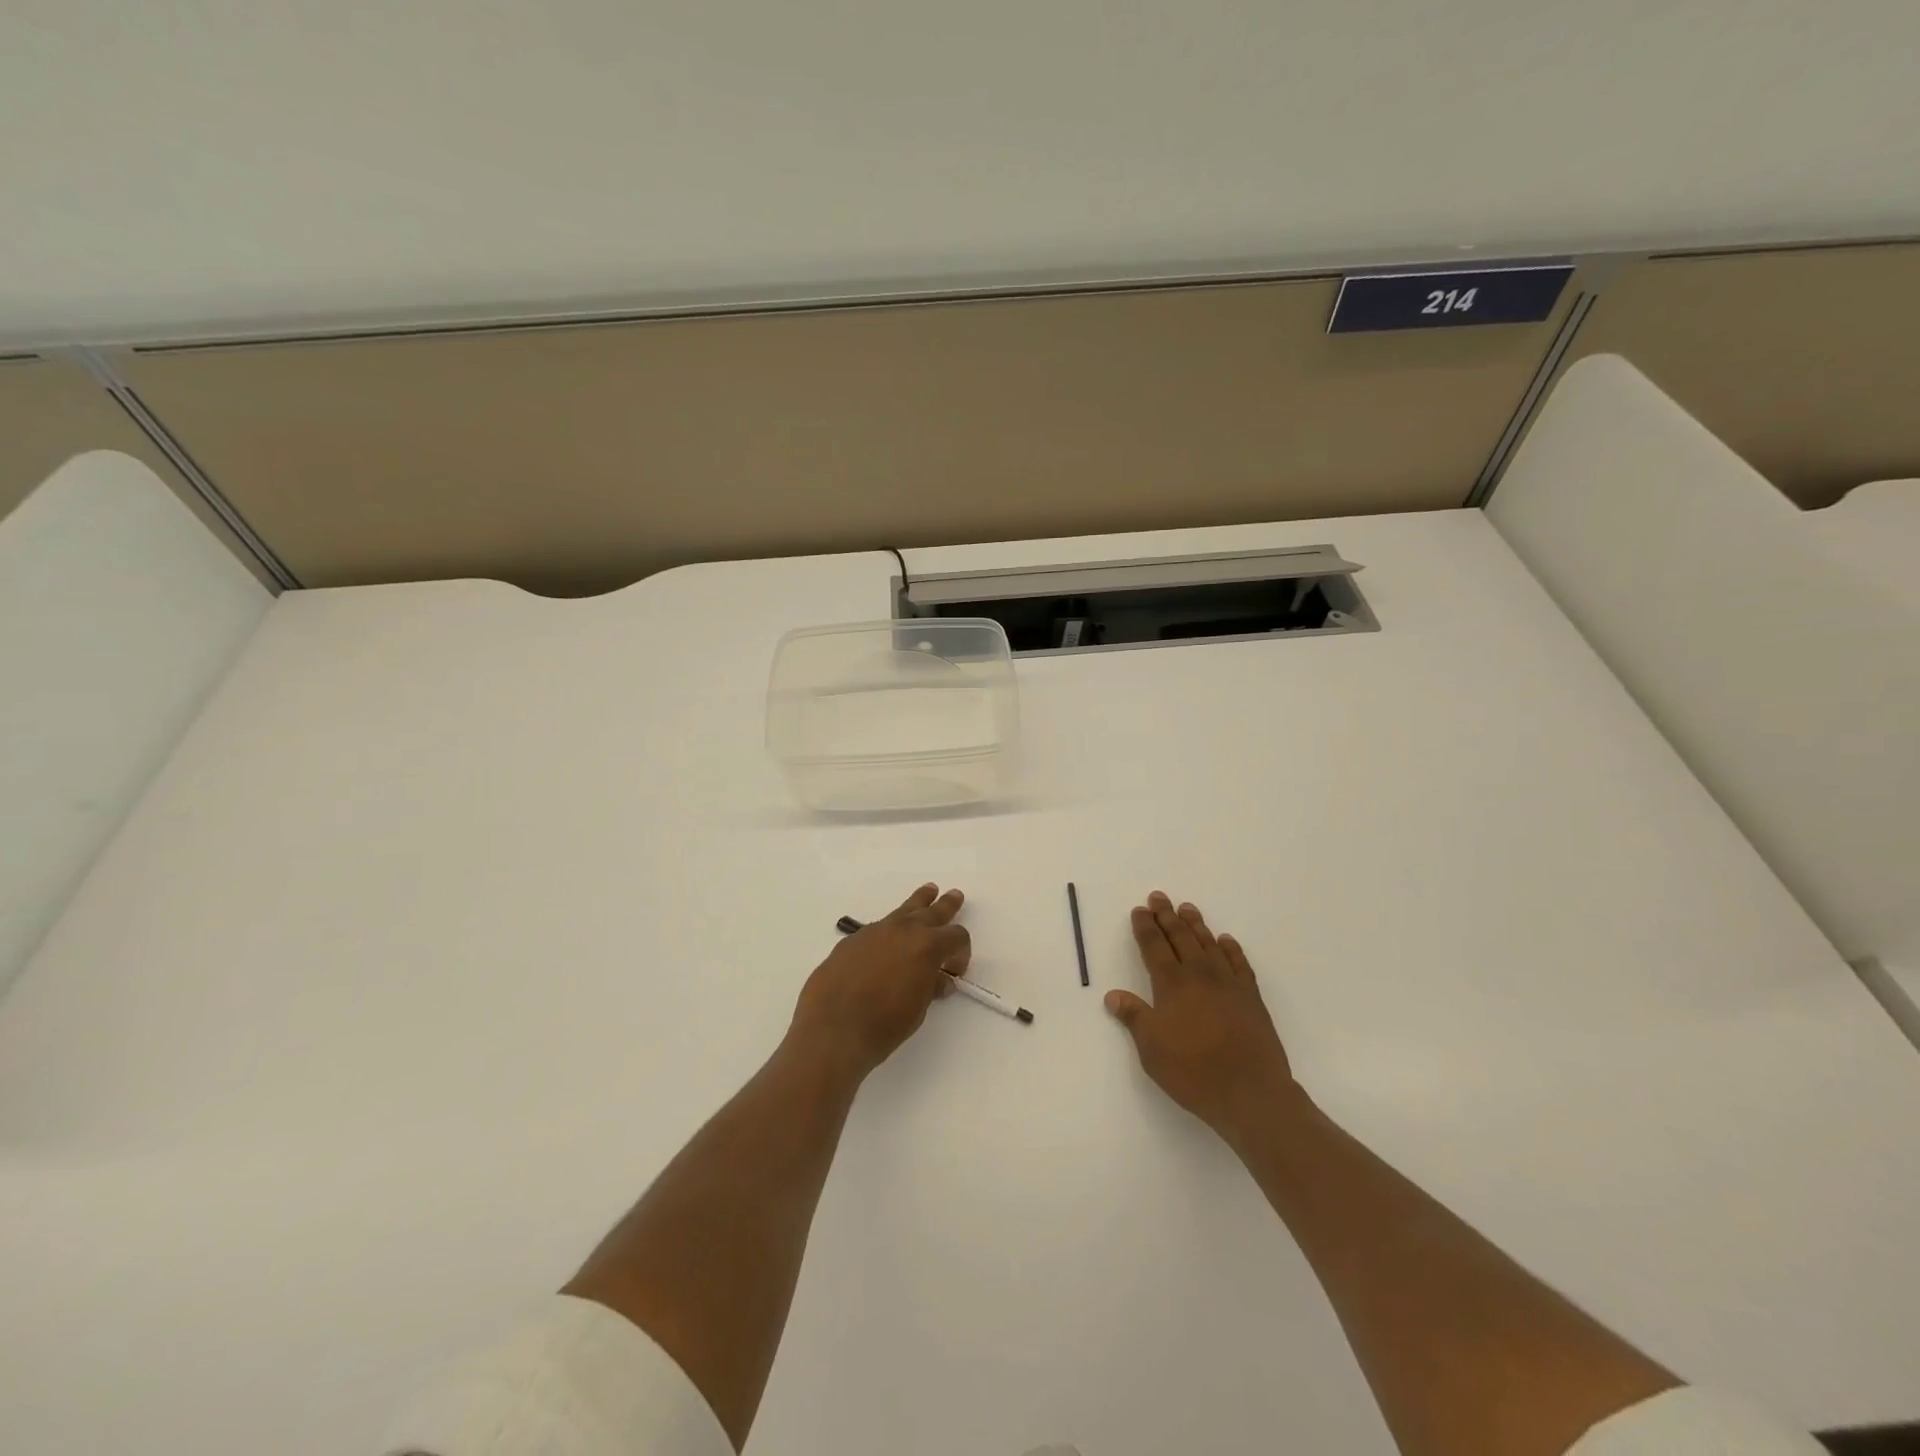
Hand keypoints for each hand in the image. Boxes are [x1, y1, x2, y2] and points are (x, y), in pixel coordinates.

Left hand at [790, 884, 970, 1080]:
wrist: (833, 1029)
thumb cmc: (884, 1024)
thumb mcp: (918, 1009)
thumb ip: (930, 986)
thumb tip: (939, 979)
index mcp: (927, 946)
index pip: (956, 936)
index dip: (961, 951)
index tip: (955, 970)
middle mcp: (903, 930)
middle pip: (932, 910)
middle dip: (946, 905)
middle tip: (955, 895)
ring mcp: (875, 931)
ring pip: (903, 910)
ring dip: (919, 903)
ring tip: (928, 891)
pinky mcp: (852, 940)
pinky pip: (878, 927)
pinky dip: (890, 929)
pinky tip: (887, 941)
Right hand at [1105, 891, 1300, 1143]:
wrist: (1251, 1092)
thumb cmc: (1193, 1071)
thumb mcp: (1152, 1048)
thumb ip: (1134, 1017)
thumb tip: (1113, 995)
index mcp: (1172, 984)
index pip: (1154, 946)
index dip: (1145, 927)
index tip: (1140, 910)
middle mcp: (1199, 975)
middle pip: (1180, 937)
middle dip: (1167, 916)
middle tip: (1159, 897)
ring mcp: (1228, 983)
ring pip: (1208, 944)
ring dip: (1196, 924)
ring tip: (1187, 908)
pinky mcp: (1251, 997)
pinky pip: (1239, 963)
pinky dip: (1230, 948)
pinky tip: (1225, 941)